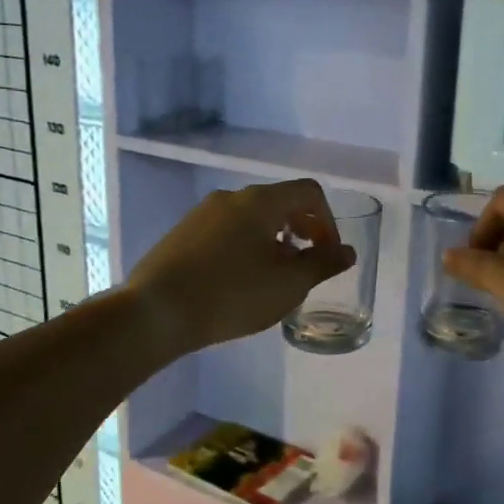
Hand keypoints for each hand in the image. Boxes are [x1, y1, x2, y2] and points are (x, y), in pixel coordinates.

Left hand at [127, 180, 355, 356]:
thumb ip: (323, 264)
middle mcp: (231, 197)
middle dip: (302, 229)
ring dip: (274, 239)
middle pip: (279, 201)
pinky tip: (240, 280)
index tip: (328, 255)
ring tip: (275, 275)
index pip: (308, 192)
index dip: (328, 221)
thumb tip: (346, 252)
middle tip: (307, 263)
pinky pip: (227, 230)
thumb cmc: (232, 295)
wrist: (157, 311)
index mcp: (260, 201)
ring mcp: (202, 213)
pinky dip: (246, 245)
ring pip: (251, 217)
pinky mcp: (182, 233)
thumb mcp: (288, 284)